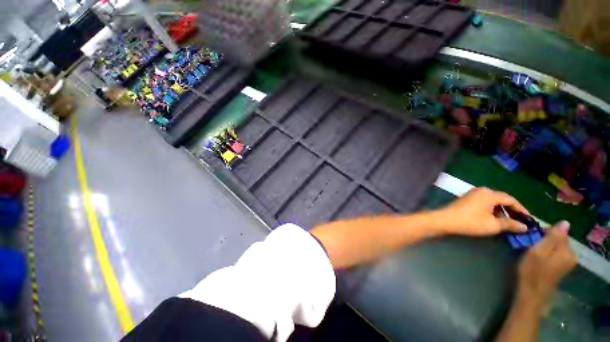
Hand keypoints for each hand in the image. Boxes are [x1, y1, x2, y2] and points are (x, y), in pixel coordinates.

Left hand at [436, 187, 529, 235]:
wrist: (445, 220)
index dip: (521, 209)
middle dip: (512, 210)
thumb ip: (510, 224)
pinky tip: (494, 219)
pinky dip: (492, 210)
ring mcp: (473, 194)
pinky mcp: (467, 198)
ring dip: (501, 211)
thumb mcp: (493, 225)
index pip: (511, 200)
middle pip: (502, 199)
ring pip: (493, 201)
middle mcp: (482, 190)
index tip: (529, 219)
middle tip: (520, 222)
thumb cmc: (470, 222)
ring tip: (508, 223)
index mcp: (490, 194)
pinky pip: (484, 203)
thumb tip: (524, 227)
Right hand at [517, 221, 576, 304]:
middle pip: (559, 239)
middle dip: (545, 239)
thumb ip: (552, 237)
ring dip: (545, 245)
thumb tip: (565, 222)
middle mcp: (571, 256)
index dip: (545, 232)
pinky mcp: (562, 267)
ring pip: (557, 246)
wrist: (531, 294)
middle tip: (530, 244)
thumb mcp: (538, 252)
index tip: (532, 236)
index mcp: (567, 251)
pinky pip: (556, 253)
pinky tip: (537, 257)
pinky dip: (547, 252)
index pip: (560, 232)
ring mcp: (567, 263)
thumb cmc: (532, 271)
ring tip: (532, 251)